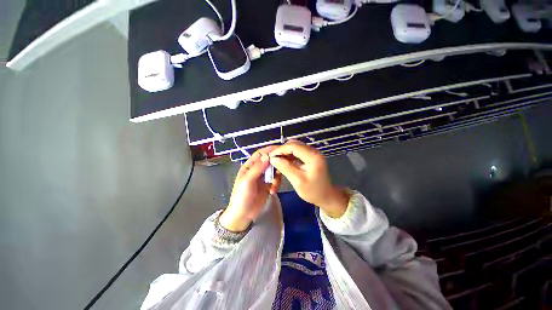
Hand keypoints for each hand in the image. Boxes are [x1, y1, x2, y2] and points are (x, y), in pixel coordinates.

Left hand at [220, 146, 281, 231]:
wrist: (243, 215)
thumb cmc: (242, 196)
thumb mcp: (247, 181)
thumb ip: (257, 168)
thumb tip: (268, 155)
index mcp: (250, 166)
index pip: (260, 153)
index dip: (269, 150)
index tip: (280, 150)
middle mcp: (258, 169)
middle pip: (270, 161)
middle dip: (276, 164)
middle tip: (282, 168)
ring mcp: (264, 177)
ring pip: (275, 170)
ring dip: (277, 176)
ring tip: (274, 185)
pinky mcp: (269, 185)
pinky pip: (276, 179)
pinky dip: (277, 184)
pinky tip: (273, 191)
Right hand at [269, 141, 349, 217]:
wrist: (326, 196)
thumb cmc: (313, 191)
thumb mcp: (298, 181)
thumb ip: (286, 168)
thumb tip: (273, 158)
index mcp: (313, 156)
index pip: (293, 146)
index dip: (280, 149)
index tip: (270, 156)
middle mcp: (313, 151)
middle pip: (294, 145)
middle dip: (282, 151)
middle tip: (273, 159)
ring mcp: (312, 154)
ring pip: (294, 148)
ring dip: (285, 153)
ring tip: (277, 161)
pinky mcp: (310, 157)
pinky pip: (297, 153)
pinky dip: (289, 156)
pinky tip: (284, 163)